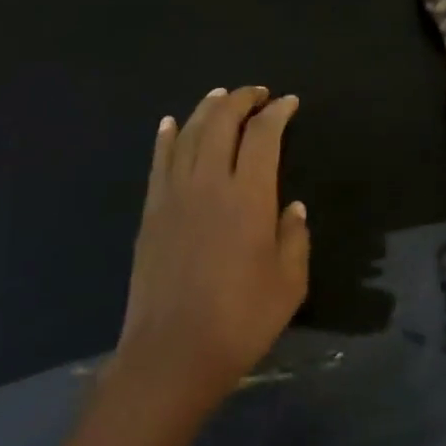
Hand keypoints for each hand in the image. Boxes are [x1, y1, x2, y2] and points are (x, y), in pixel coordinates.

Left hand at [112, 86, 310, 419]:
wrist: (173, 352)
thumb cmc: (241, 321)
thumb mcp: (289, 283)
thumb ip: (294, 237)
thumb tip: (292, 206)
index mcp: (249, 196)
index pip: (264, 136)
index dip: (277, 113)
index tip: (288, 103)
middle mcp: (209, 182)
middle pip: (221, 121)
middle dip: (241, 99)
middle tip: (257, 93)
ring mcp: (174, 193)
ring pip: (188, 133)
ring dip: (206, 109)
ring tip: (220, 96)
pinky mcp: (151, 210)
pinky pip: (159, 160)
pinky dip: (166, 136)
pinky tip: (170, 123)